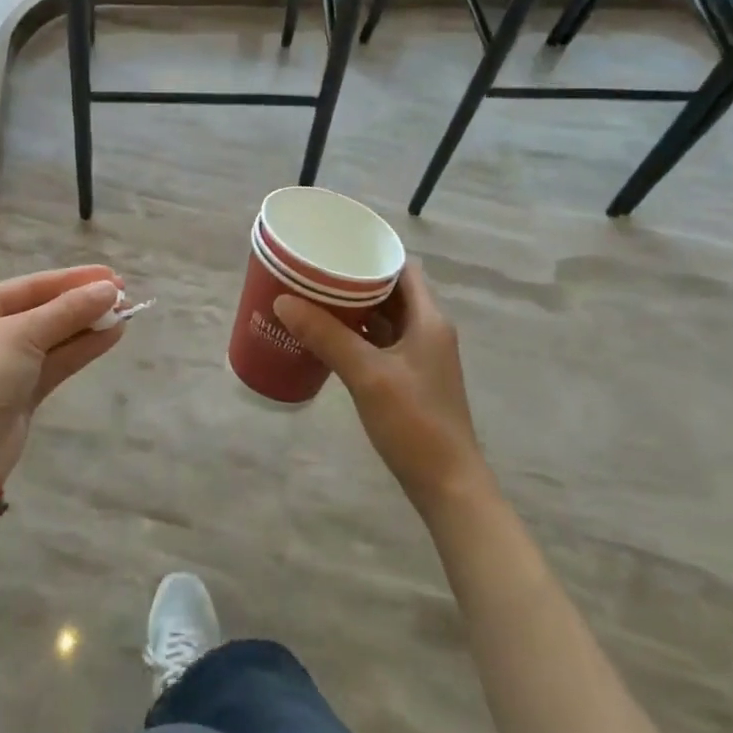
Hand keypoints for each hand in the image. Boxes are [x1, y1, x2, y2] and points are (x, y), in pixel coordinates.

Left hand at [0, 265, 126, 478]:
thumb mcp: (23, 334)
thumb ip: (68, 310)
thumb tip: (110, 288)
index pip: (32, 285)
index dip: (73, 279)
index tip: (112, 275)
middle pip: (44, 310)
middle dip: (83, 302)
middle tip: (124, 294)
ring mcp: (5, 364)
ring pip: (53, 337)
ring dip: (88, 325)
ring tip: (126, 313)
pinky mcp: (21, 392)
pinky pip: (55, 361)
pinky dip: (82, 348)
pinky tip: (112, 335)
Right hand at [274, 261, 493, 519]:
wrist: (448, 486)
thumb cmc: (415, 423)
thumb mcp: (367, 375)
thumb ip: (326, 336)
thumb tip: (283, 301)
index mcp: (429, 319)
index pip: (403, 268)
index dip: (373, 253)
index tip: (336, 246)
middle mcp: (428, 330)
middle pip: (390, 291)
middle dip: (354, 280)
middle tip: (314, 271)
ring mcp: (419, 357)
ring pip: (383, 318)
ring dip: (353, 308)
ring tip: (312, 298)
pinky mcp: (409, 380)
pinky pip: (379, 343)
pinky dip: (356, 335)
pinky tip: (326, 338)